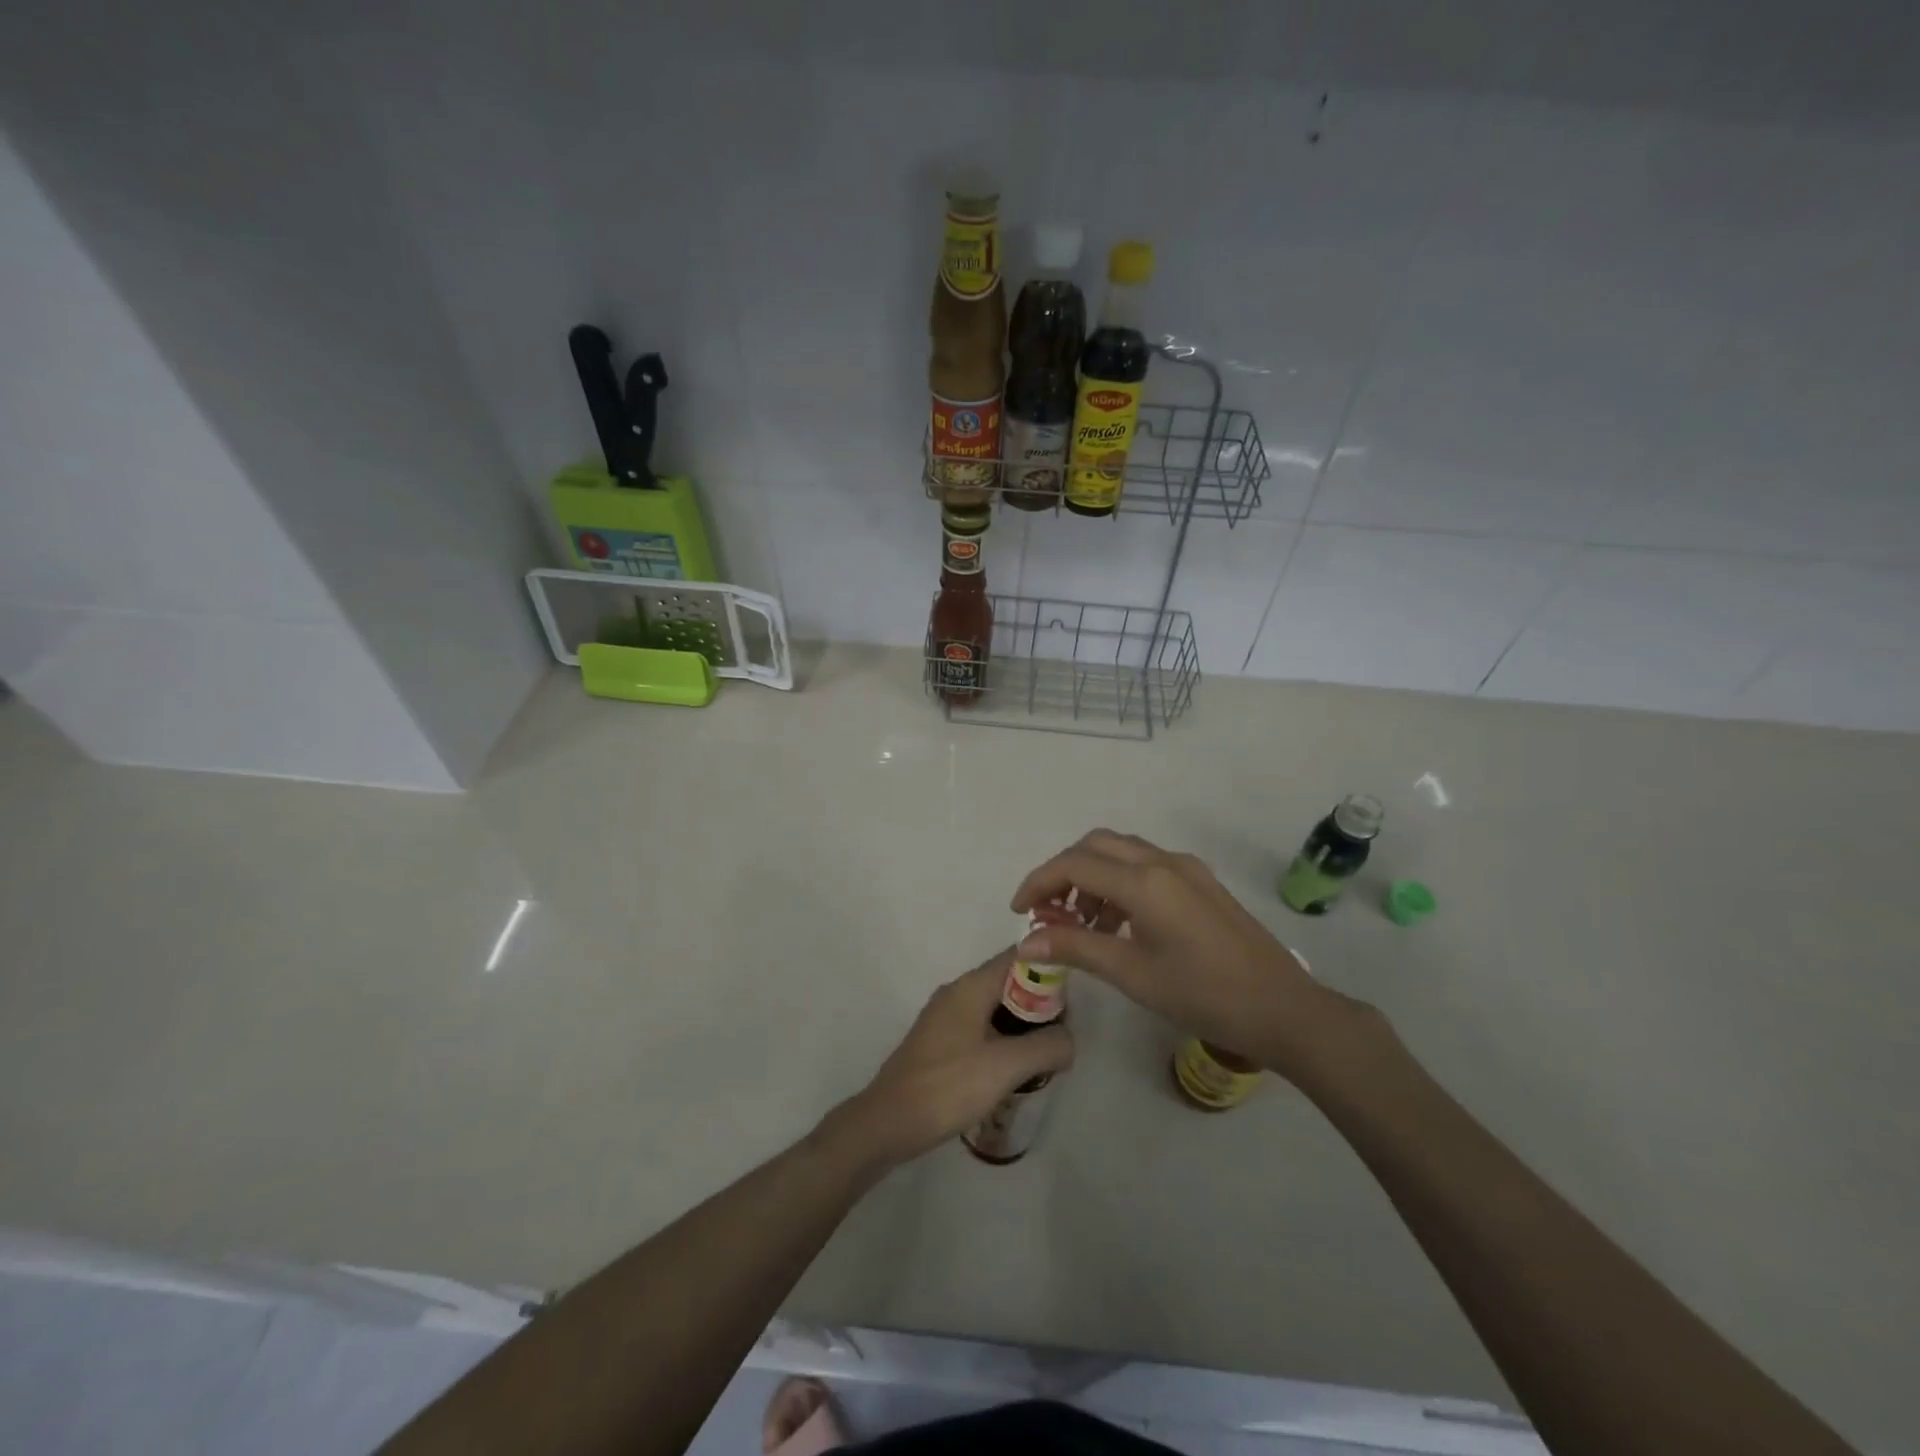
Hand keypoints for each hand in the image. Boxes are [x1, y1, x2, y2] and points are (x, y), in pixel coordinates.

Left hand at [826, 950, 1072, 1168]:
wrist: (888, 1121)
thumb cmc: (948, 1086)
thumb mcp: (1006, 1066)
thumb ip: (1046, 1047)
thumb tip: (1069, 1040)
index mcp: (971, 986)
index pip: (1017, 957)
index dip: (1048, 969)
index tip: (1073, 998)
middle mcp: (957, 992)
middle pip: (1008, 982)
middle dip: (1039, 1003)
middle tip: (1063, 1035)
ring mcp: (944, 1017)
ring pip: (994, 1007)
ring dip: (1021, 1025)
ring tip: (1045, 1054)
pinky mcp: (939, 1042)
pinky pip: (980, 1028)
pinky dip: (1002, 1039)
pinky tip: (1014, 1069)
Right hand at [1012, 829, 1357, 1079]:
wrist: (1284, 1009)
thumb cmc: (1204, 994)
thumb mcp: (1132, 974)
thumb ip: (1076, 949)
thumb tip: (1025, 942)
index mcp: (1145, 882)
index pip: (1074, 865)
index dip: (1039, 883)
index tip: (1020, 912)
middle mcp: (1164, 862)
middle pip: (1096, 845)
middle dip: (1064, 872)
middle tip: (1048, 912)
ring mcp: (1187, 869)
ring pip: (1122, 852)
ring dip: (1092, 876)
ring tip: (1082, 925)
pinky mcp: (1202, 883)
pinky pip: (1147, 866)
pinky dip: (1119, 883)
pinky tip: (1119, 924)